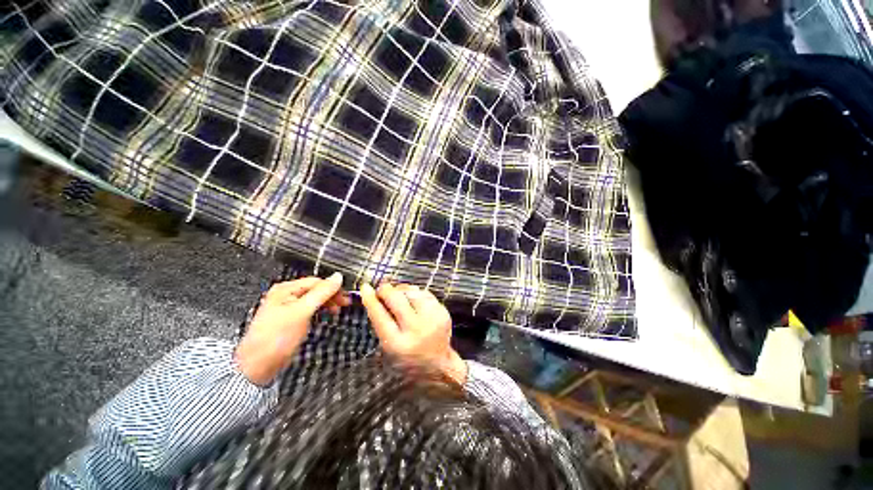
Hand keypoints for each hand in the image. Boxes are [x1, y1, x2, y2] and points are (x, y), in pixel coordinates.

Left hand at [235, 273, 349, 384]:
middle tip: (344, 304)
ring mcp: (287, 308)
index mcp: (286, 289)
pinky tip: (325, 315)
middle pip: (315, 290)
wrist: (257, 366)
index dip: (333, 288)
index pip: (316, 282)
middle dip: (331, 296)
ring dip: (327, 303)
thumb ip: (321, 293)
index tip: (345, 297)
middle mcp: (286, 295)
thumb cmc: (276, 337)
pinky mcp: (290, 319)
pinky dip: (319, 311)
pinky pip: (309, 309)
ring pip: (313, 300)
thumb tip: (338, 277)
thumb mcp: (302, 311)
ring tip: (337, 311)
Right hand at [359, 283, 467, 383]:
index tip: (365, 287)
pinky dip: (416, 293)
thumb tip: (376, 295)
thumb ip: (382, 323)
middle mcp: (416, 330)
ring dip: (401, 290)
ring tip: (398, 295)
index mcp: (397, 343)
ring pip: (412, 292)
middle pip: (396, 299)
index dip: (371, 299)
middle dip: (386, 290)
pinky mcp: (442, 312)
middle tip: (382, 289)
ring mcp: (432, 319)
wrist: (438, 365)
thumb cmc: (408, 358)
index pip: (380, 316)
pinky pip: (425, 294)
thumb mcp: (388, 347)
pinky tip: (413, 300)